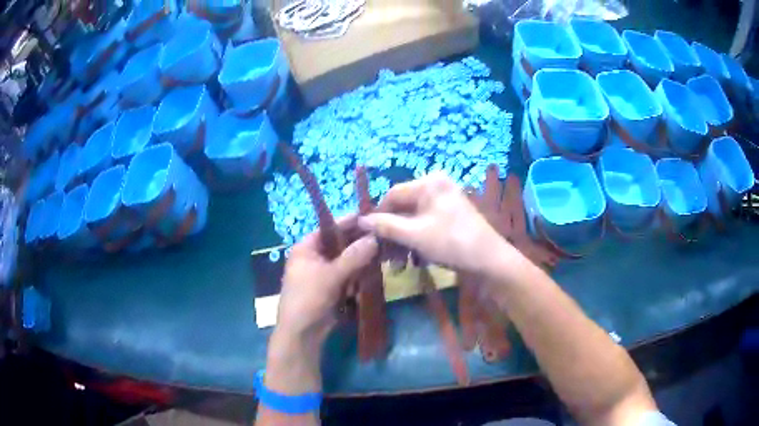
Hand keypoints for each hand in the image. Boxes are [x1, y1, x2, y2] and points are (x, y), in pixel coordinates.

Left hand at [266, 216, 377, 395]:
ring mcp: (324, 272)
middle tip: (383, 234)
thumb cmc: (308, 299)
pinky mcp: (333, 287)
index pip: (329, 227)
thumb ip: (353, 257)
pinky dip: (360, 272)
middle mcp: (315, 256)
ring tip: (384, 249)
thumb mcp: (330, 276)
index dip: (349, 221)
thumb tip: (374, 237)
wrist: (302, 334)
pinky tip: (376, 268)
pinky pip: (349, 273)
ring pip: (347, 259)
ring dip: (362, 257)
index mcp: (306, 248)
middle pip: (340, 243)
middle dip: (359, 240)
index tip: (372, 216)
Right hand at [359, 173, 508, 273]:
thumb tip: (361, 221)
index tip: (367, 237)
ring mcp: (444, 201)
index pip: (393, 195)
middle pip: (403, 208)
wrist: (489, 260)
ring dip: (402, 241)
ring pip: (413, 219)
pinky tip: (413, 260)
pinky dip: (417, 241)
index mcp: (429, 183)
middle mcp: (436, 186)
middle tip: (383, 256)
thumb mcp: (415, 235)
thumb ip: (386, 226)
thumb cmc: (451, 242)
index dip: (378, 216)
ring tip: (397, 264)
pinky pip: (425, 224)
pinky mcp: (450, 216)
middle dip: (392, 233)